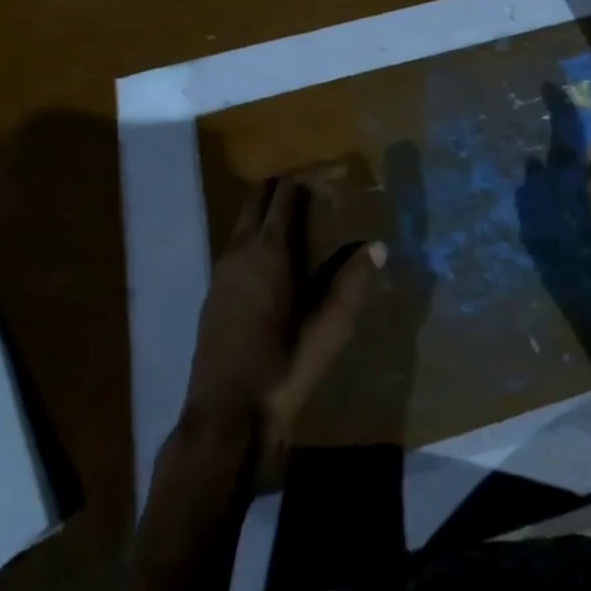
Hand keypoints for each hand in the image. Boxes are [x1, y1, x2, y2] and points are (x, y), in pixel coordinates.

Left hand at [183, 175, 385, 476]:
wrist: (224, 416)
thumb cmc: (282, 369)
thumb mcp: (329, 329)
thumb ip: (353, 283)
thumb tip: (376, 246)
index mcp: (267, 251)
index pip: (287, 191)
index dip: (314, 175)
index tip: (342, 173)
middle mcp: (238, 250)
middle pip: (260, 195)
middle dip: (292, 183)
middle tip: (327, 189)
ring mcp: (221, 270)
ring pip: (246, 219)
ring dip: (275, 208)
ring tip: (312, 220)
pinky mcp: (215, 291)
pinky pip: (239, 243)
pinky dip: (262, 233)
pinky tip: (286, 261)